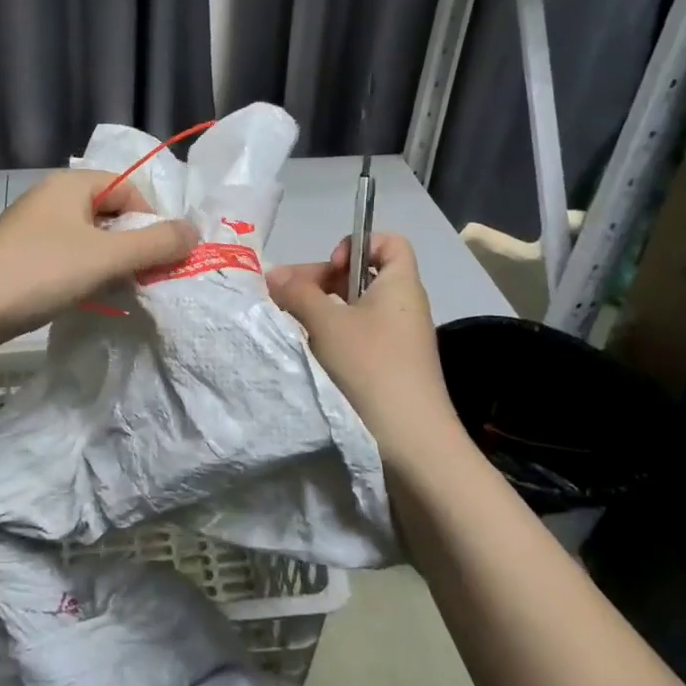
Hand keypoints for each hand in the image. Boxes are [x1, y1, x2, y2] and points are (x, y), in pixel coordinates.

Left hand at [0, 170, 198, 343]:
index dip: (152, 220)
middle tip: (144, 277)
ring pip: (89, 236)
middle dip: (133, 243)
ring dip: (110, 261)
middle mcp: (52, 196)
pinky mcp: (19, 253)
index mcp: (72, 183)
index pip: (130, 189)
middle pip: (110, 211)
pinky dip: (84, 271)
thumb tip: (194, 231)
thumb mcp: (107, 257)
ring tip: (118, 289)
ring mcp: (32, 225)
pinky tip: (84, 295)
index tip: (160, 258)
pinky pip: (66, 255)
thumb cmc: (41, 272)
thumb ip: (155, 243)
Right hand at [266, 234, 459, 464]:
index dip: (358, 244)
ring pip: (357, 310)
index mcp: (400, 285)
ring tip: (293, 327)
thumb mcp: (326, 323)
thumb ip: (297, 292)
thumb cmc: (370, 367)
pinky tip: (311, 354)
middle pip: (364, 275)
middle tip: (290, 299)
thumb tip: (273, 272)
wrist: (412, 443)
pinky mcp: (391, 370)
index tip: (331, 268)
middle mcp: (405, 308)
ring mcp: (400, 342)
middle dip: (324, 281)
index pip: (389, 242)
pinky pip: (359, 339)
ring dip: (323, 313)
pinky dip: (333, 339)